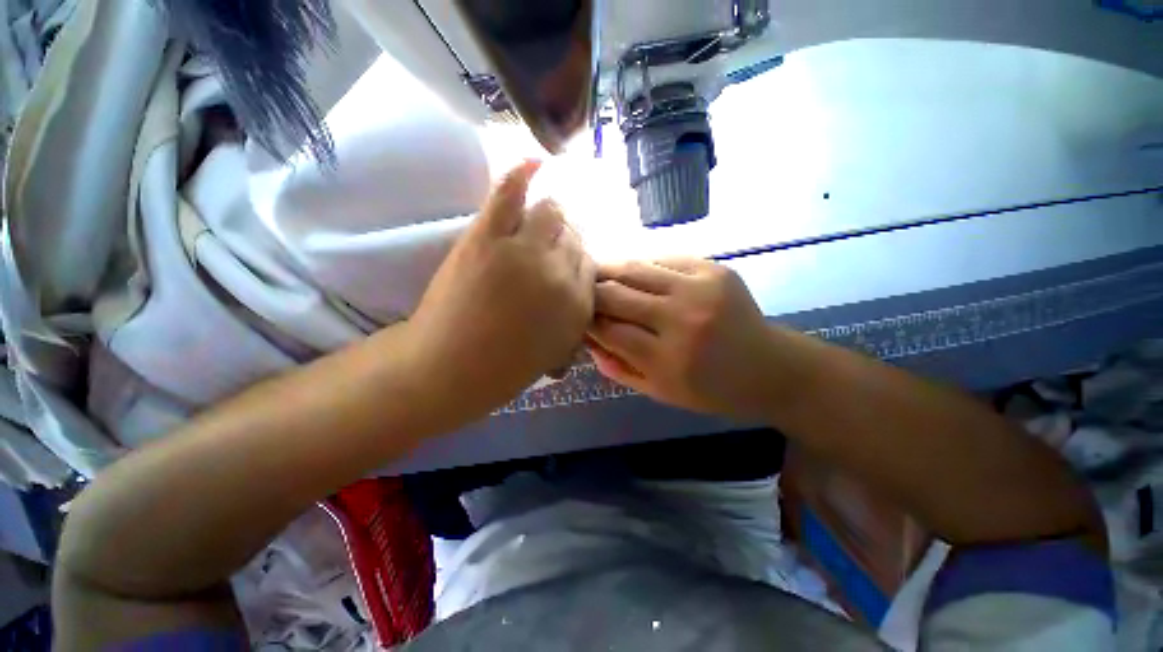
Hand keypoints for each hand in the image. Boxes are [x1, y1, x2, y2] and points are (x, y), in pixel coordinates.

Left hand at [405, 161, 594, 420]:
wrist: (450, 368)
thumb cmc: (506, 368)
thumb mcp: (557, 350)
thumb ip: (576, 316)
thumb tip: (579, 287)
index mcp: (579, 304)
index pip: (590, 263)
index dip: (576, 260)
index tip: (564, 262)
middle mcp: (560, 273)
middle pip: (572, 236)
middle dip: (563, 240)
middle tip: (546, 246)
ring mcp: (523, 251)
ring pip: (550, 212)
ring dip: (547, 215)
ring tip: (536, 221)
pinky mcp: (488, 238)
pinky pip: (510, 194)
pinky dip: (521, 173)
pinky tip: (533, 162)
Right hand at [587, 258, 780, 418]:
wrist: (770, 368)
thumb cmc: (712, 390)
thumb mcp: (660, 392)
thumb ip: (618, 368)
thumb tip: (587, 341)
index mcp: (668, 360)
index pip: (608, 330)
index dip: (586, 320)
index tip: (576, 316)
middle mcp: (681, 319)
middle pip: (616, 294)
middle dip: (591, 292)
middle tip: (581, 292)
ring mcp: (699, 288)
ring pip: (634, 268)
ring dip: (609, 271)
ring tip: (597, 275)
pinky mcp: (713, 269)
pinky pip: (661, 259)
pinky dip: (640, 266)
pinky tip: (632, 273)